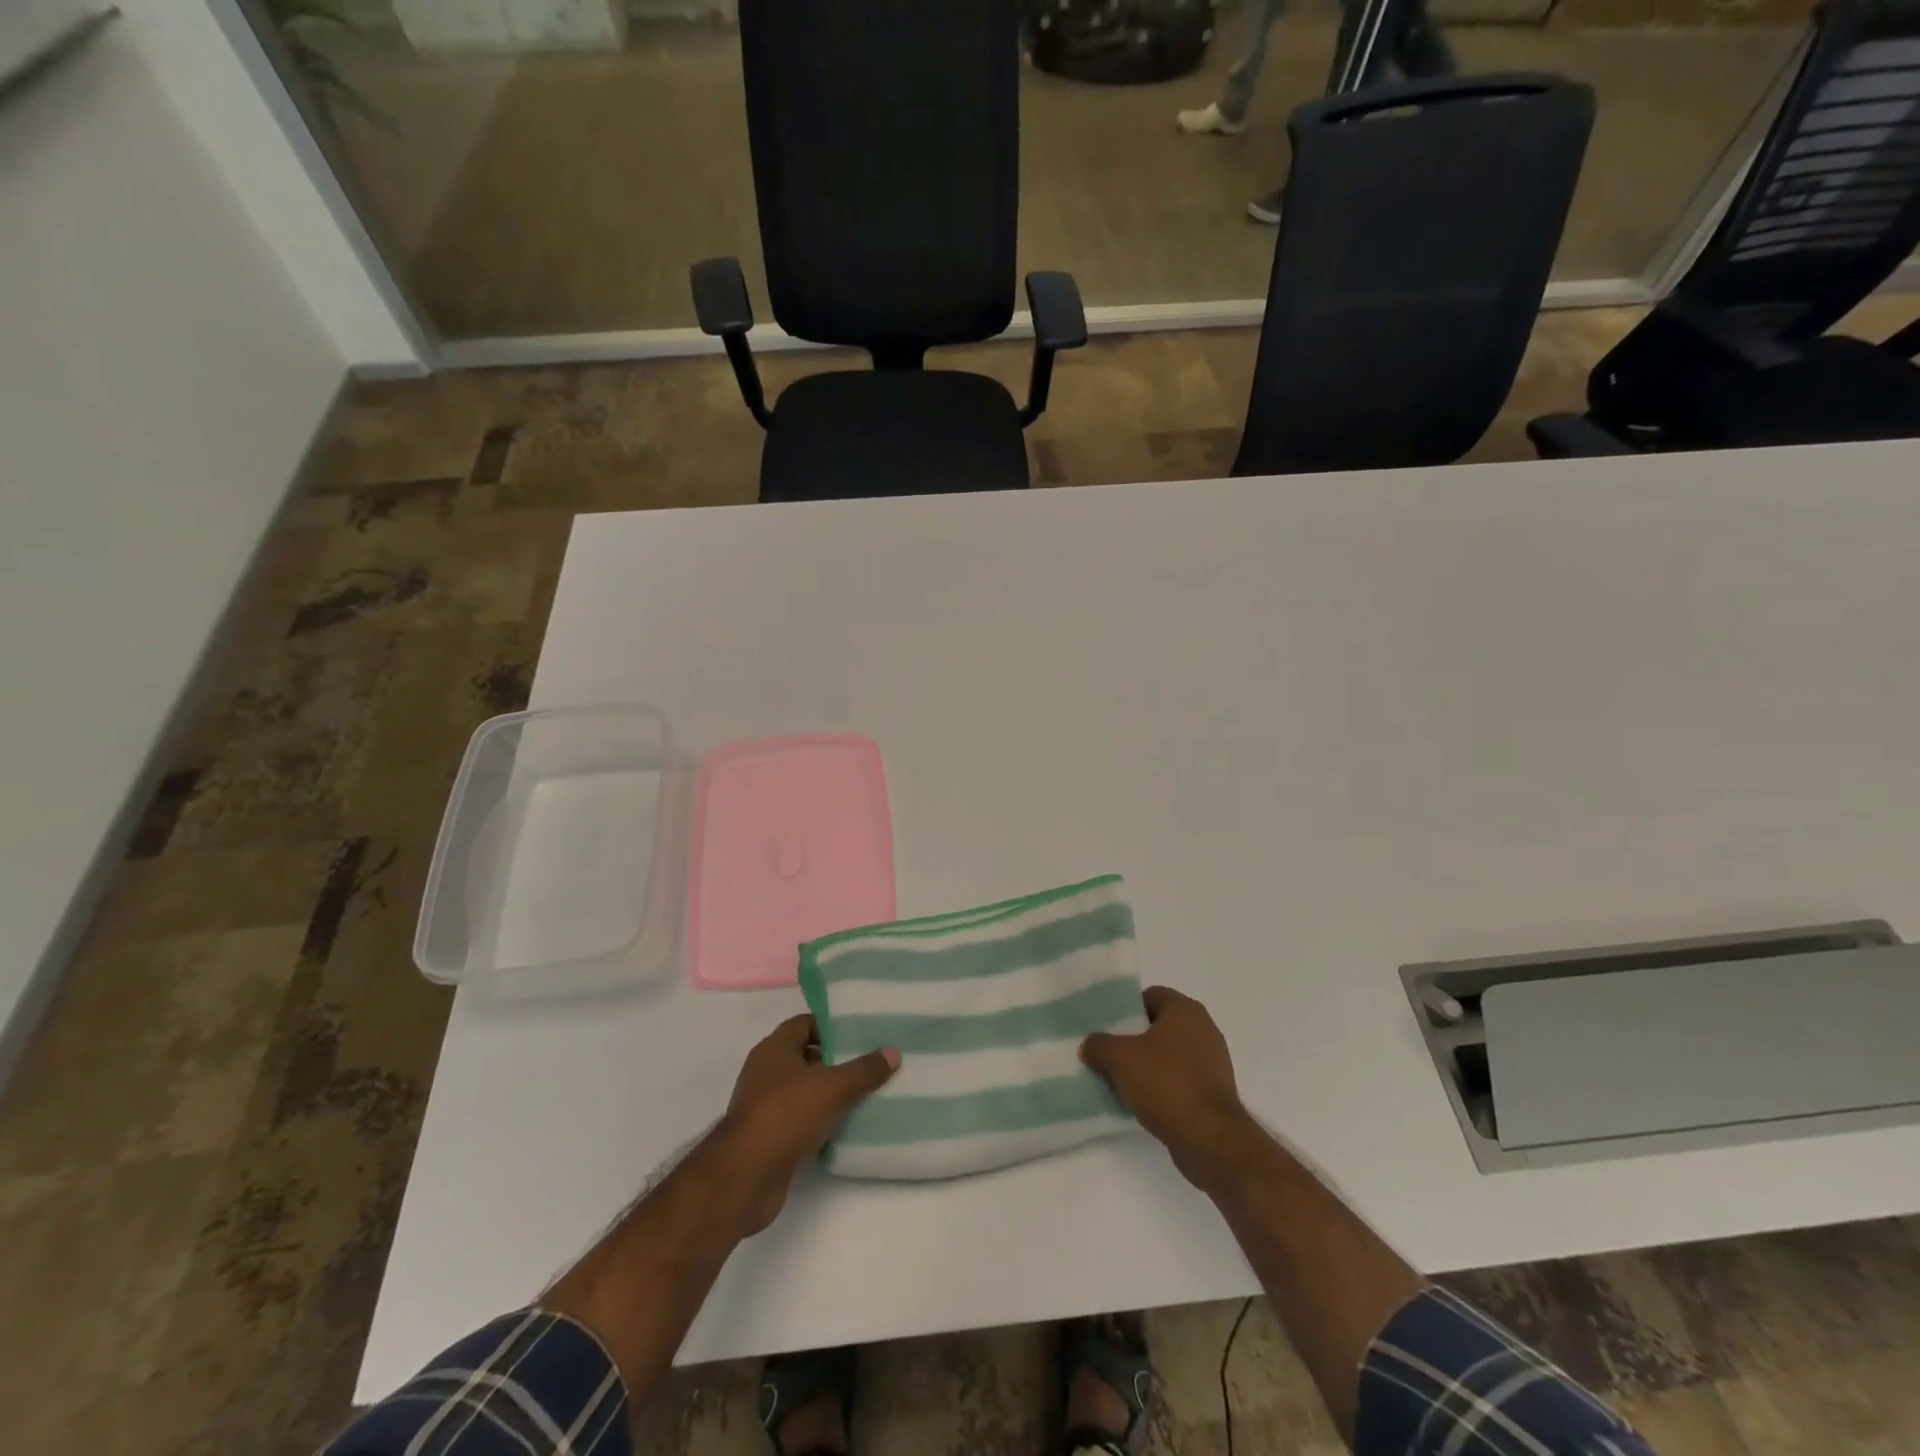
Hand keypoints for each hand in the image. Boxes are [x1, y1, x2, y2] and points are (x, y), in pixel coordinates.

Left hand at [707, 1015, 898, 1235]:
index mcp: (774, 1050)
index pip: (805, 1023)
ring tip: (869, 1092)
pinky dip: (823, 1121)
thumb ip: (863, 1070)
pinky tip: (850, 1125)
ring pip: (807, 1090)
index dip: (832, 1025)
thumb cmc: (784, 1116)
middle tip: (873, 1061)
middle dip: (838, 1060)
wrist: (744, 1179)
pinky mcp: (771, 1138)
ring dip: (832, 1093)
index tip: (862, 1031)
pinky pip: (803, 1120)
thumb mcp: (831, 1087)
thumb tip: (893, 1052)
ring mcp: (767, 1106)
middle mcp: (767, 1073)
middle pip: (808, 1056)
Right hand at [1081, 986, 1253, 1192]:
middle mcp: (1204, 1029)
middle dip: (1133, 1040)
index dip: (1126, 1009)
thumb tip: (1090, 1045)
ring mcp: (1212, 1062)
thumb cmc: (1165, 1084)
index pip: (1150, 996)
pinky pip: (1179, 1080)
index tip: (1106, 1028)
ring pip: (1168, 1056)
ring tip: (1120, 1081)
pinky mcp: (1214, 1093)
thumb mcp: (1119, 1058)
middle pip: (1158, 1026)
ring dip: (1146, 1066)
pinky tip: (1141, 1103)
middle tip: (1107, 1054)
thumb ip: (1099, 1045)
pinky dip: (1161, 1088)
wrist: (1210, 1139)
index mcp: (1185, 1010)